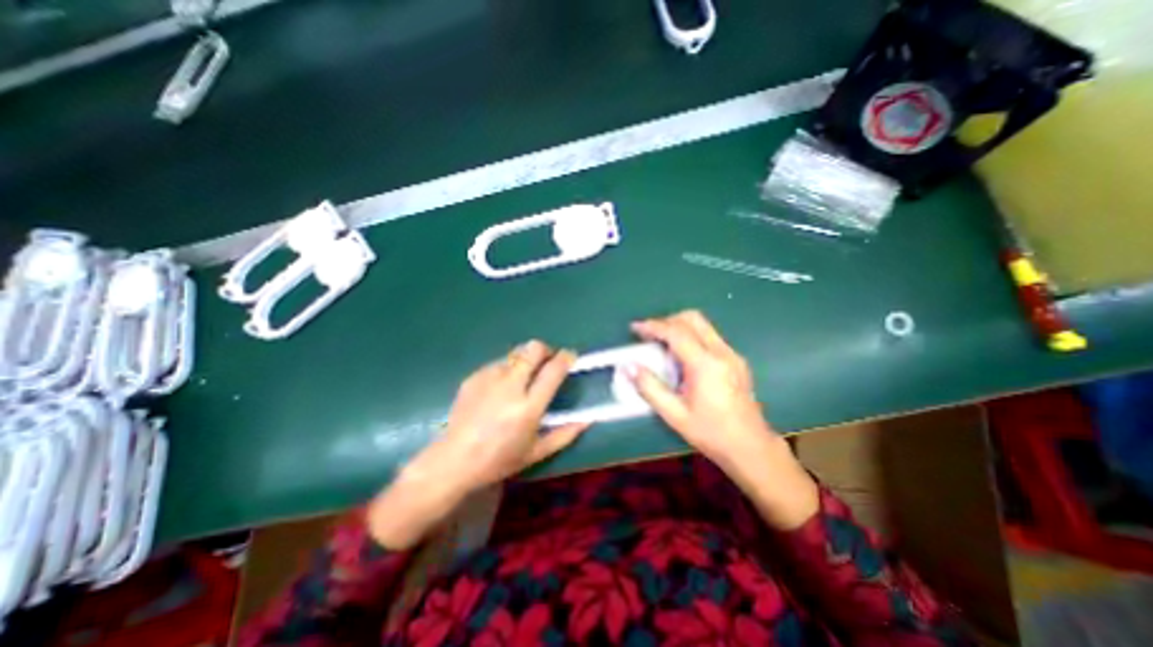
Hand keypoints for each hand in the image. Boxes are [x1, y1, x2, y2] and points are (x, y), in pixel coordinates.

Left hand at [366, 340, 585, 548]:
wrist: (454, 459)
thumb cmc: (499, 460)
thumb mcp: (536, 452)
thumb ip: (565, 434)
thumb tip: (588, 420)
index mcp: (529, 407)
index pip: (553, 370)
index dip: (566, 357)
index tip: (570, 356)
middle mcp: (510, 387)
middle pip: (533, 349)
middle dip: (545, 349)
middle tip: (546, 360)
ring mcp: (489, 379)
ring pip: (515, 354)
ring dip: (524, 361)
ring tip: (521, 378)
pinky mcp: (474, 377)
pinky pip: (497, 364)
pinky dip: (506, 370)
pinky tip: (499, 388)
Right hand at [626, 311, 777, 470]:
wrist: (752, 448)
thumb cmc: (711, 433)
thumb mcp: (674, 415)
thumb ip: (649, 388)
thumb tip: (628, 366)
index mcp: (706, 365)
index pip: (676, 332)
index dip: (653, 326)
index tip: (635, 328)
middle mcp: (722, 352)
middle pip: (693, 318)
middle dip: (667, 320)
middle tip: (649, 335)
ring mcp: (732, 354)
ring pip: (703, 325)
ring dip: (679, 327)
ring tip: (662, 344)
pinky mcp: (736, 360)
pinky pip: (710, 336)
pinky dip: (691, 336)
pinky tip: (682, 357)